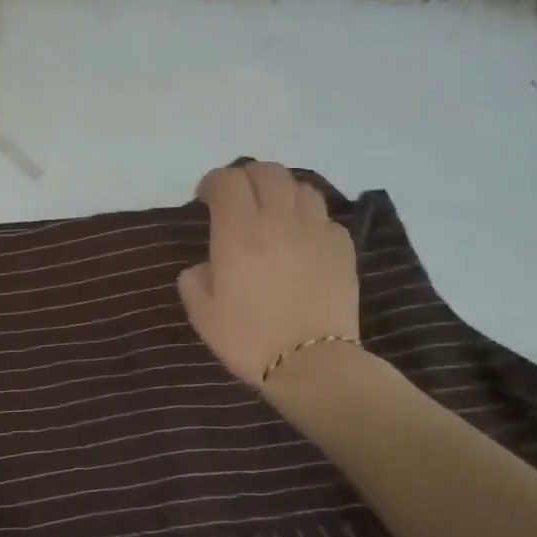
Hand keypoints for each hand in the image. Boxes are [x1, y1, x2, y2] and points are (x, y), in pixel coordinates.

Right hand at [178, 161, 359, 390]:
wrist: (312, 364)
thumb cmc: (248, 338)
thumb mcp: (202, 313)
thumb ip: (194, 279)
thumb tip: (206, 266)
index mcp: (238, 233)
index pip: (227, 181)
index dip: (213, 182)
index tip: (204, 198)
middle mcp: (278, 221)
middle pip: (267, 172)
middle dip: (247, 177)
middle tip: (238, 198)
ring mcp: (315, 232)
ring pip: (301, 188)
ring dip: (281, 192)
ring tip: (272, 212)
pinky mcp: (342, 248)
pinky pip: (325, 217)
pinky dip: (309, 218)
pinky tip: (301, 239)